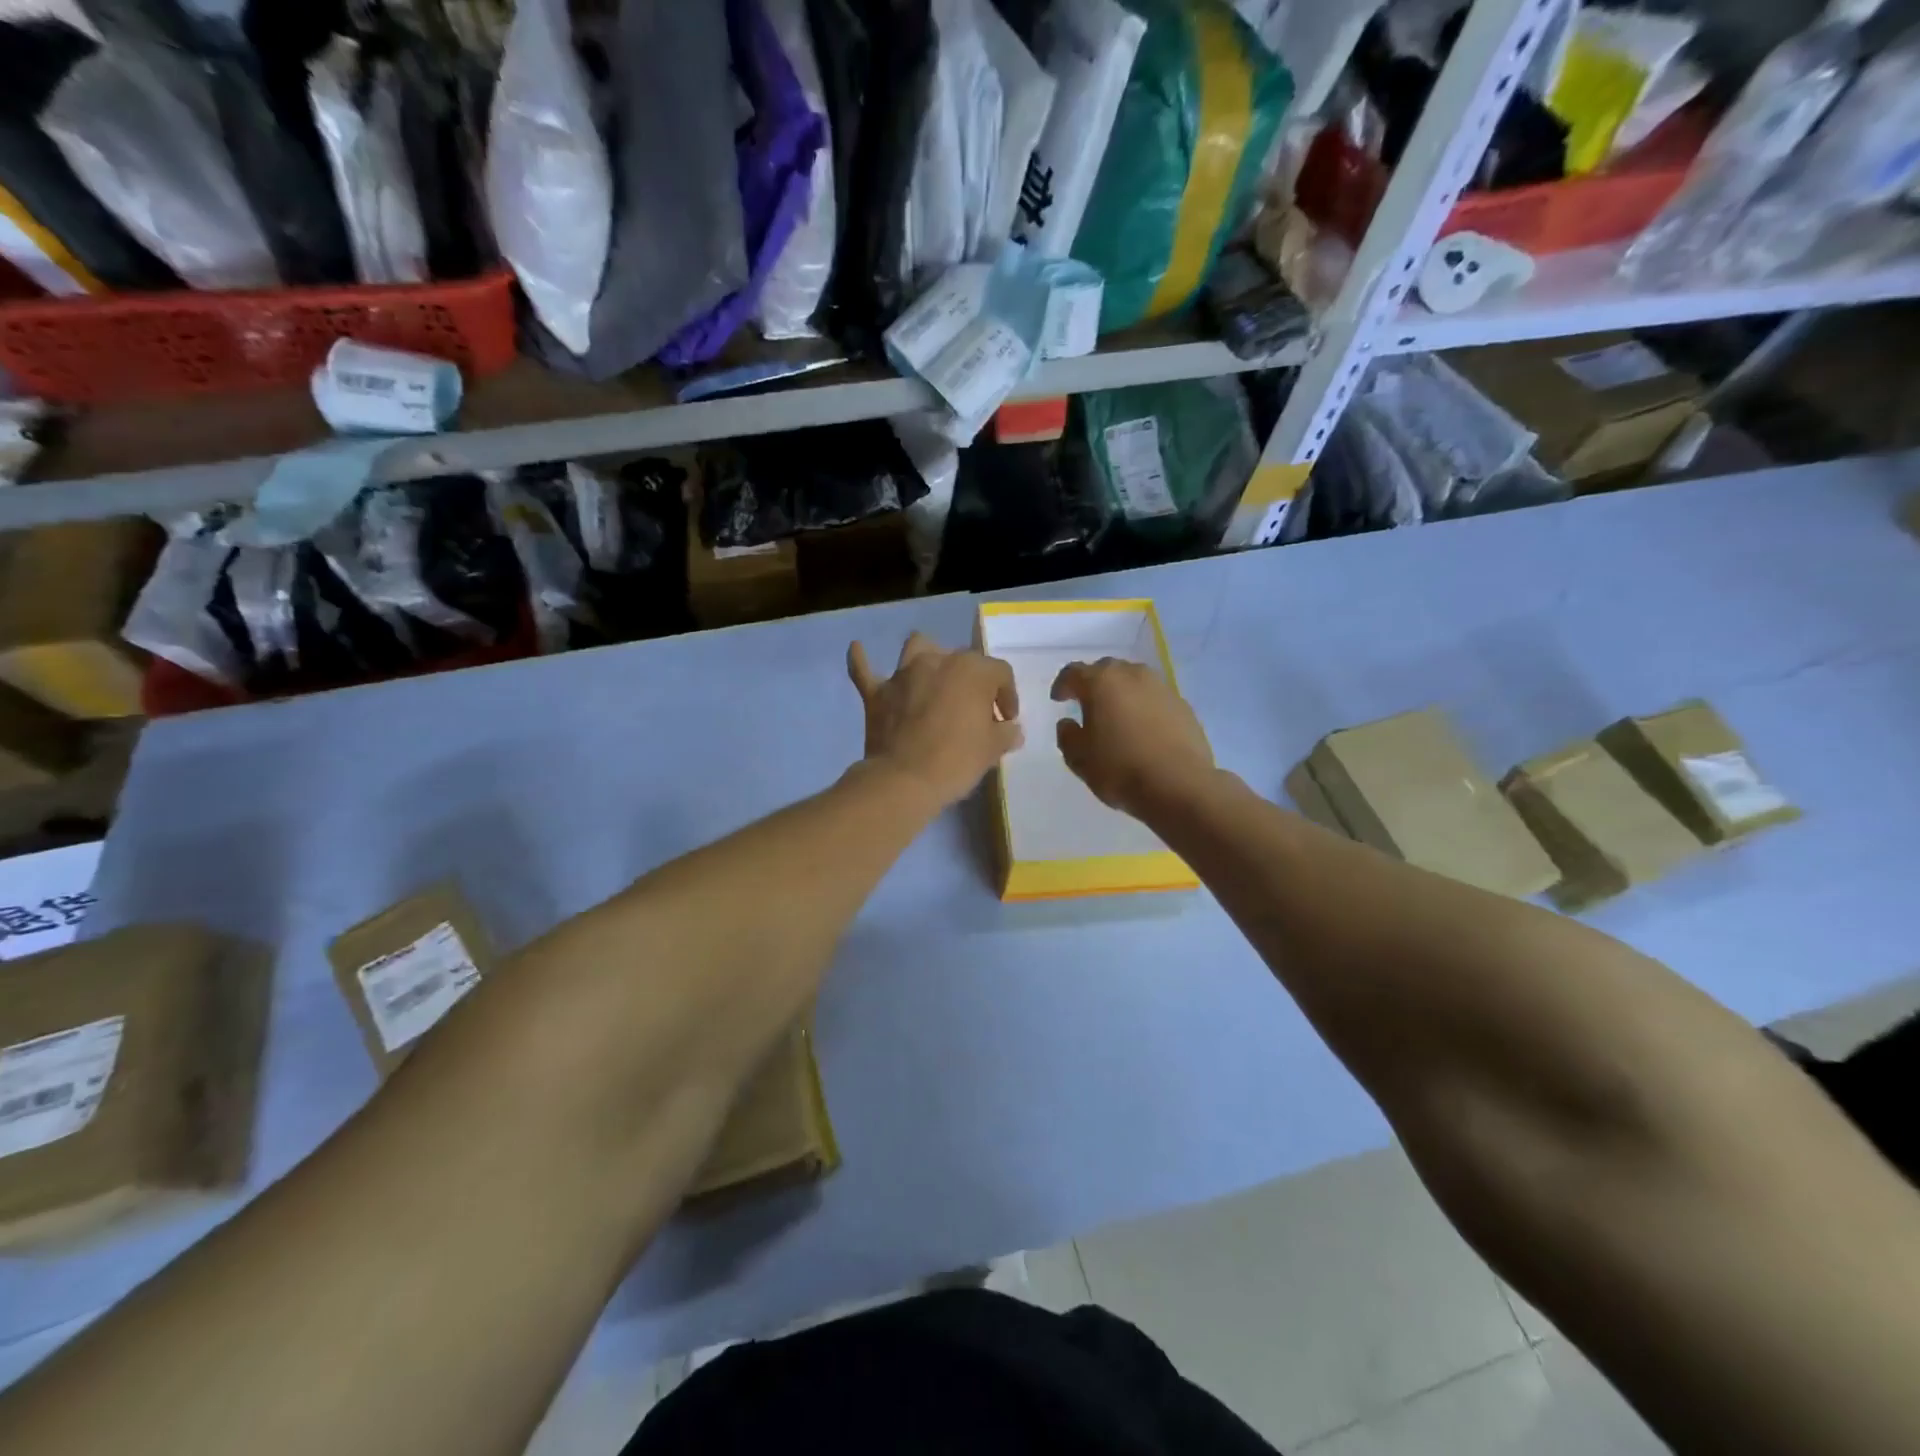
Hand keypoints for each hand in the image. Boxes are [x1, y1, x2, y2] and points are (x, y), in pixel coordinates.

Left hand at [847, 633, 1022, 807]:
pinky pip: (864, 670)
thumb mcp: (991, 750)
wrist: (905, 780)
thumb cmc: (956, 761)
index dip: (1007, 696)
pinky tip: (858, 650)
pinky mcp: (876, 693)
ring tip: (932, 675)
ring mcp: (903, 675)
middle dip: (972, 681)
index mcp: (972, 670)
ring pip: (918, 647)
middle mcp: (937, 661)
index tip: (1006, 720)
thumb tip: (1010, 729)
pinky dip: (862, 660)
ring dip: (927, 656)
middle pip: (962, 659)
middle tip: (974, 711)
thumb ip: (1004, 734)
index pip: (1000, 673)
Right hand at [1051, 658, 1214, 818]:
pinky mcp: (1183, 705)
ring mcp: (1162, 688)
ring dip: (1122, 693)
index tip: (1058, 699)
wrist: (1179, 786)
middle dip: (1094, 683)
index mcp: (1101, 682)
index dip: (1063, 685)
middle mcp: (1132, 675)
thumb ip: (1067, 736)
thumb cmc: (1120, 769)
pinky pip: (1155, 698)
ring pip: (1134, 681)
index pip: (1074, 672)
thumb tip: (1068, 723)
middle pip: (1107, 670)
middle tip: (1087, 704)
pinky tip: (1143, 729)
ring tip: (1117, 715)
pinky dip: (1144, 707)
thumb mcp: (1079, 759)